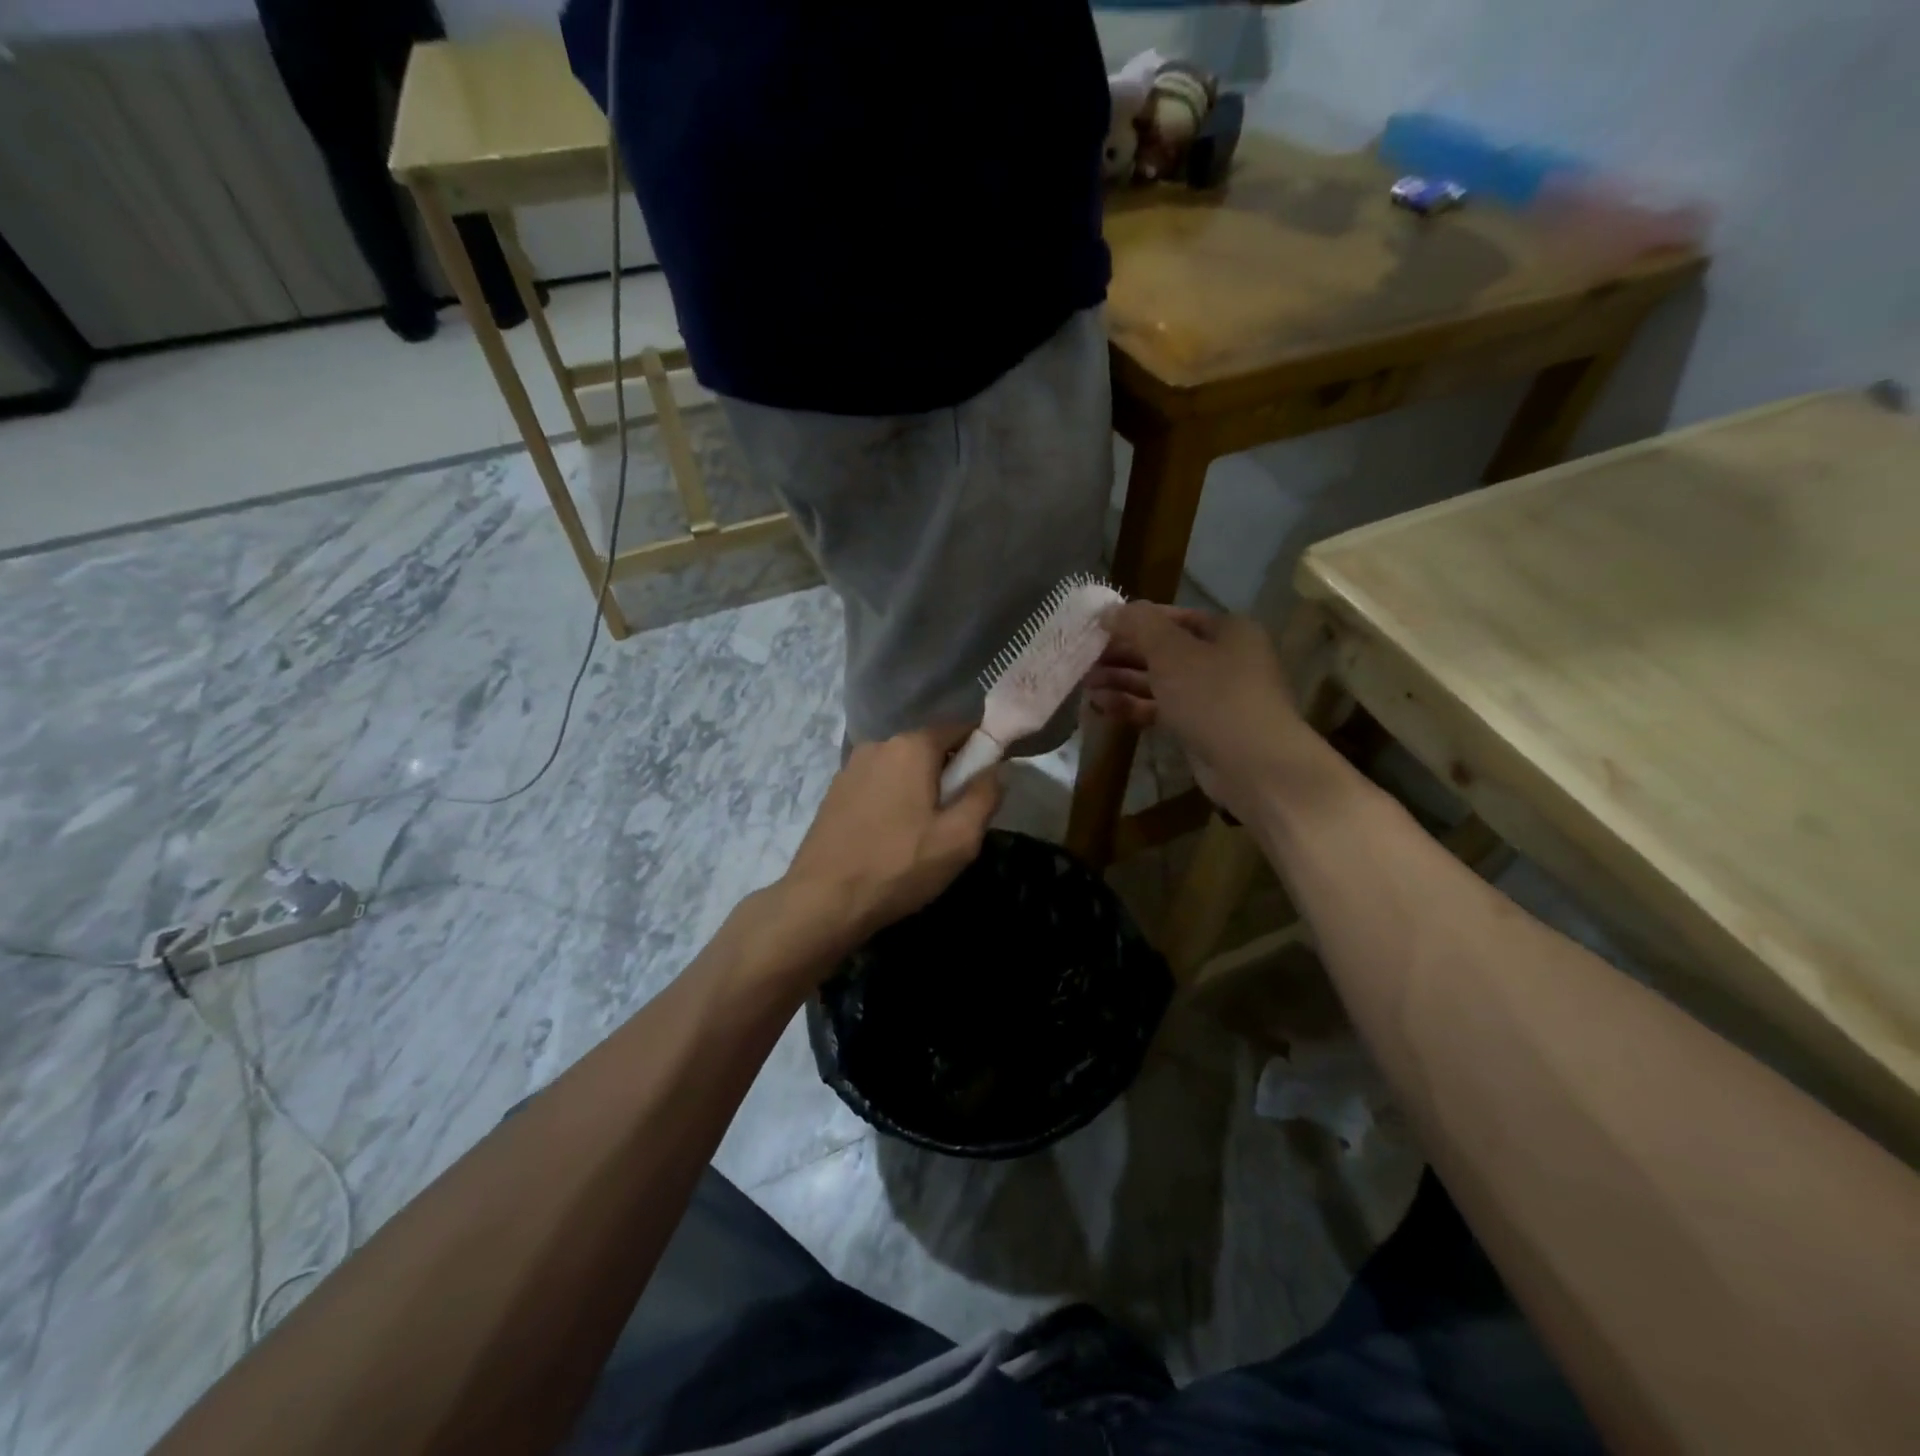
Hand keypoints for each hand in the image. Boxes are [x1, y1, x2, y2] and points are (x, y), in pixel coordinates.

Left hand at [780, 725, 1001, 955]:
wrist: (822, 901)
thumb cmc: (898, 866)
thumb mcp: (959, 838)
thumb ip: (985, 796)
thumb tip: (997, 770)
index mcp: (911, 746)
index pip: (959, 728)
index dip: (980, 752)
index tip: (985, 786)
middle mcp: (878, 744)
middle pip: (928, 749)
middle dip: (947, 775)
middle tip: (954, 821)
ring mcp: (851, 767)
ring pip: (901, 769)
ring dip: (918, 790)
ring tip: (920, 835)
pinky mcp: (834, 792)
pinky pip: (877, 785)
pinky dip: (892, 801)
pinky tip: (890, 838)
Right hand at [1087, 603, 1314, 821]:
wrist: (1253, 765)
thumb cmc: (1214, 696)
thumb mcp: (1171, 652)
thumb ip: (1139, 626)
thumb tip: (1110, 610)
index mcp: (1227, 631)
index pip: (1173, 617)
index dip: (1135, 621)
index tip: (1098, 629)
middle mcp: (1223, 659)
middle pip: (1164, 651)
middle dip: (1123, 655)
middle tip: (1086, 660)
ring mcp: (1213, 696)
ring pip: (1160, 682)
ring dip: (1123, 682)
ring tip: (1087, 685)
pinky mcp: (1201, 727)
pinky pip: (1162, 709)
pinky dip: (1134, 706)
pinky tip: (1102, 707)